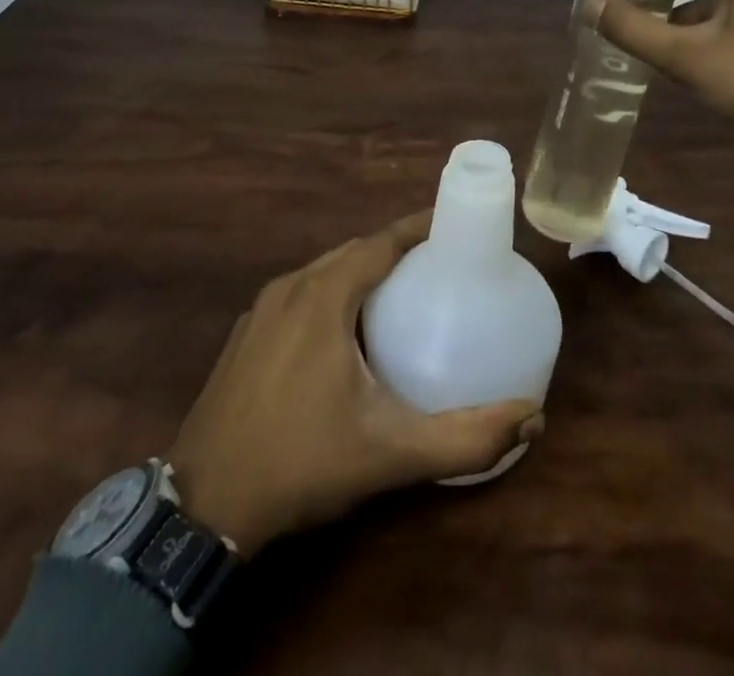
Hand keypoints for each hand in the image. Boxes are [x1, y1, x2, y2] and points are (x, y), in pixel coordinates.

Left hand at [166, 212, 543, 553]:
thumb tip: (532, 417)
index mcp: (324, 296)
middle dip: (396, 249)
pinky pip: (300, 293)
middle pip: (354, 252)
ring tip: (402, 291)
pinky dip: (332, 292)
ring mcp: (262, 310)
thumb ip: (464, 438)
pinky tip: (346, 330)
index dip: (419, 227)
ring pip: (324, 270)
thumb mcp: (389, 454)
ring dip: (362, 270)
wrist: (201, 507)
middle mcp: (291, 288)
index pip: (381, 242)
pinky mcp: (245, 334)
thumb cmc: (300, 463)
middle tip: (438, 264)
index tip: (455, 224)